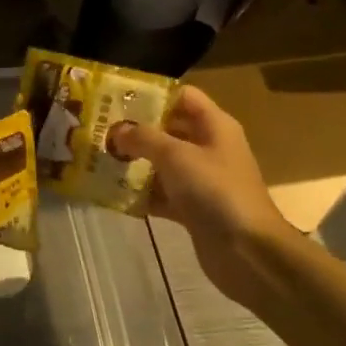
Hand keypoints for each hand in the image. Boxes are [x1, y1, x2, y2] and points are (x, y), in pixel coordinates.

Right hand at [109, 85, 291, 307]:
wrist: (248, 251)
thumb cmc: (215, 191)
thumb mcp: (176, 156)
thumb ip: (143, 138)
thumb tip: (117, 130)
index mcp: (214, 126)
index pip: (182, 96)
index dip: (152, 94)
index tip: (116, 99)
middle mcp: (209, 148)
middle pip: (169, 129)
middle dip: (135, 130)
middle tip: (99, 131)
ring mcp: (201, 180)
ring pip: (162, 164)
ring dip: (134, 163)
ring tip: (98, 160)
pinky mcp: (192, 209)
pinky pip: (162, 194)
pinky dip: (141, 195)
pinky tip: (112, 195)